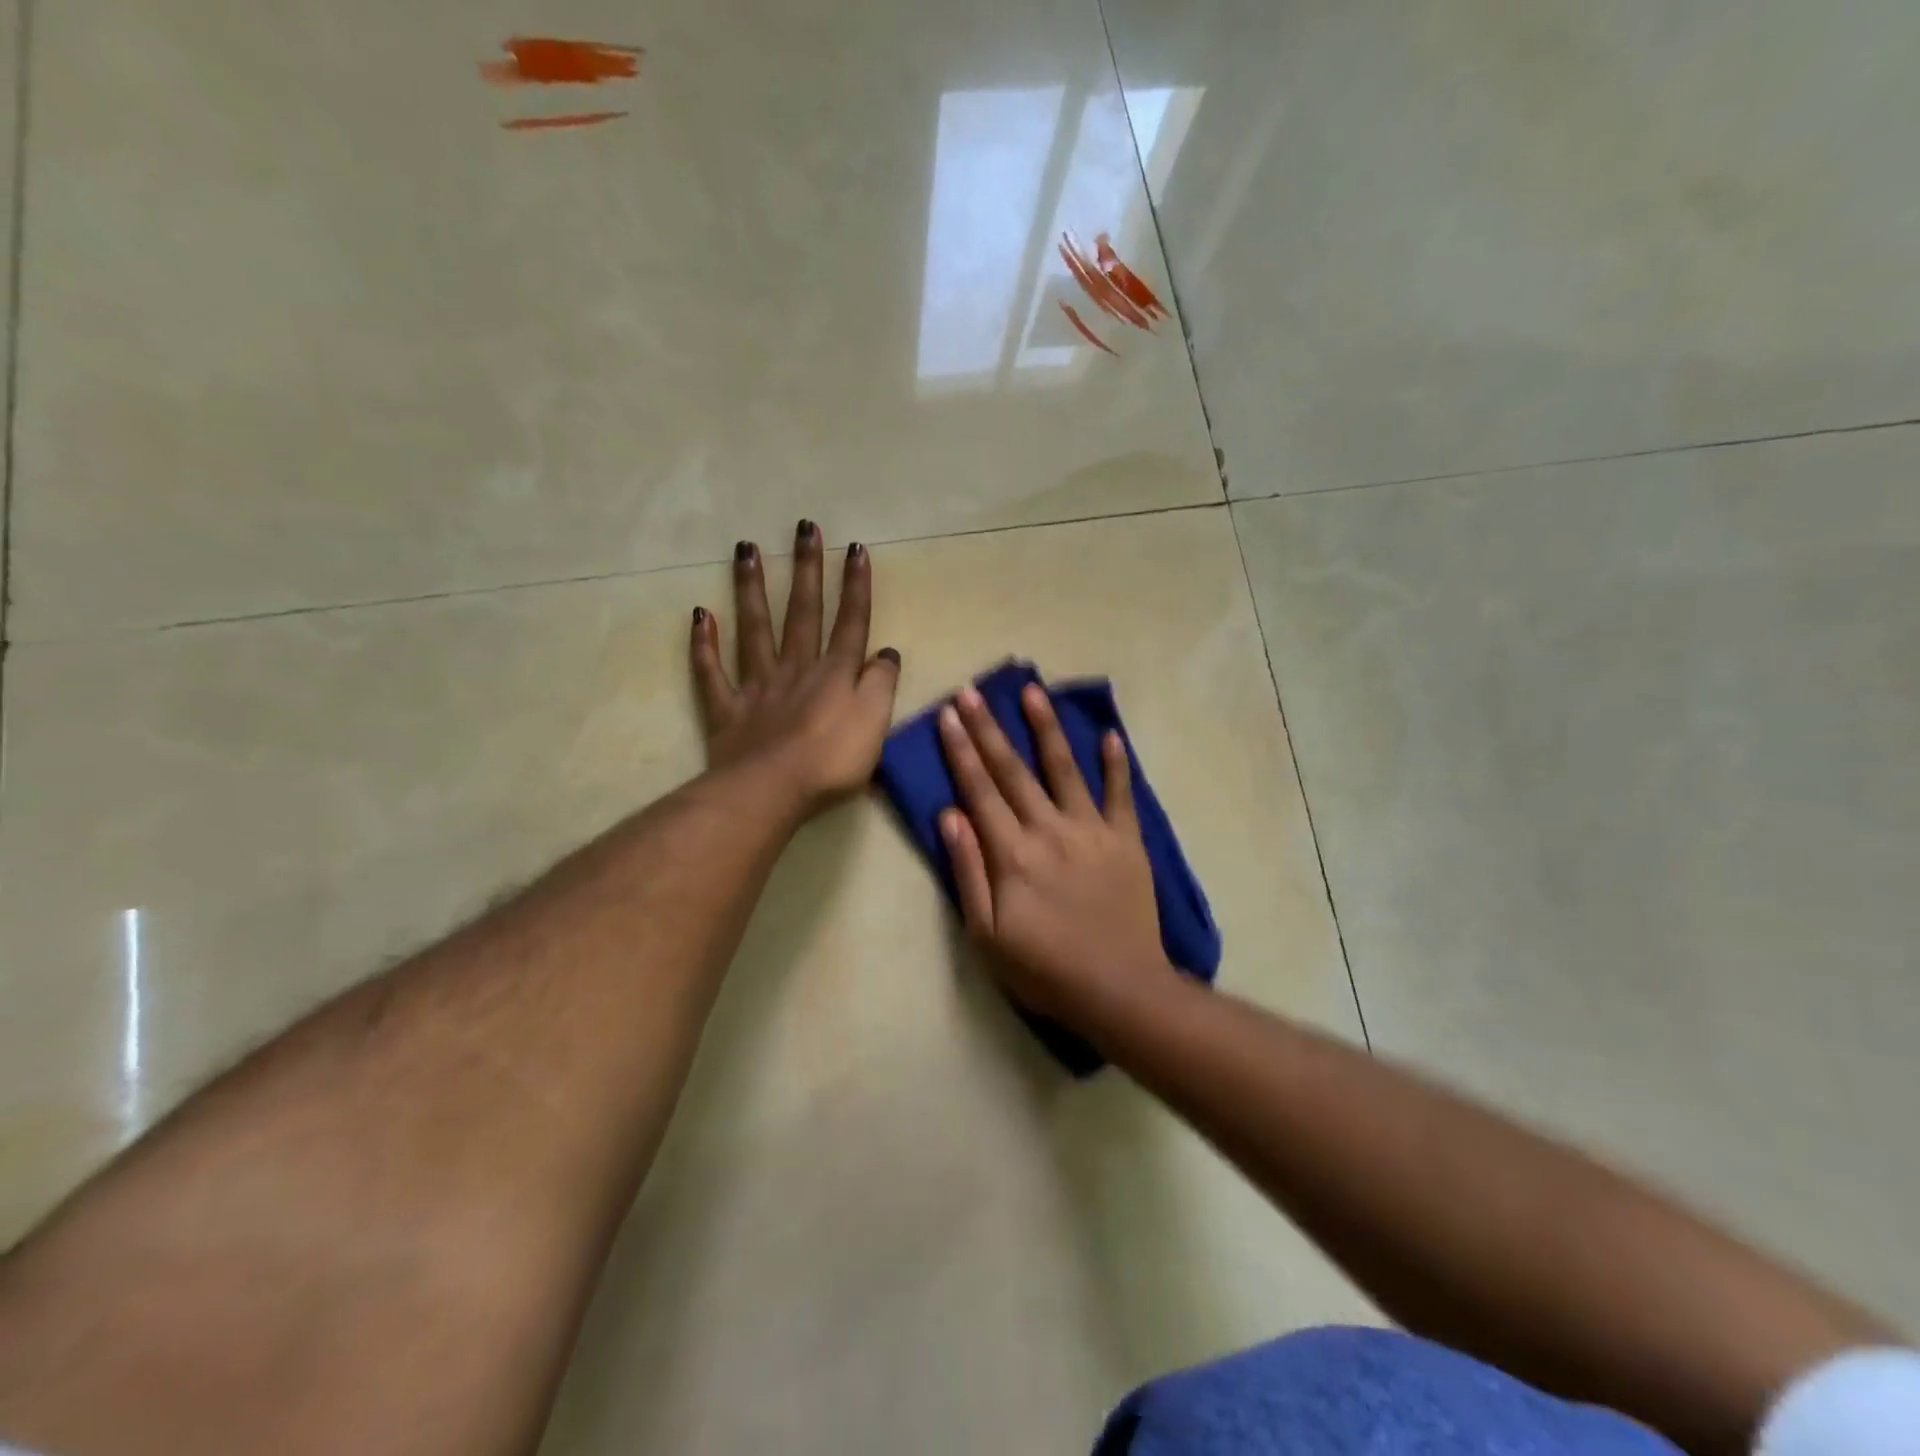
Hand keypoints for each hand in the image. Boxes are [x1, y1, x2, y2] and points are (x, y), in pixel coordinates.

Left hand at [691, 521, 900, 816]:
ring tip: (746, 549)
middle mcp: (796, 668)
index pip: (850, 621)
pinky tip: (700, 615)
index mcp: (835, 673)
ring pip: (755, 629)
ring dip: (752, 589)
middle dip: (807, 569)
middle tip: (803, 526)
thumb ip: (882, 683)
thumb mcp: (876, 722)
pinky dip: (704, 644)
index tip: (855, 547)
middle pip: (803, 612)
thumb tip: (885, 652)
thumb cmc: (833, 761)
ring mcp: (758, 686)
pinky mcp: (728, 710)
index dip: (855, 586)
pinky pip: (712, 673)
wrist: (773, 791)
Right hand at [937, 681, 1174, 1026]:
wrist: (1119, 990)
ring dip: (1046, 728)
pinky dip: (1117, 764)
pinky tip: (1110, 735)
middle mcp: (1049, 830)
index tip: (948, 715)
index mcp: (1012, 854)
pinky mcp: (1127, 841)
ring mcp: (1092, 831)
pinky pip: (1121, 795)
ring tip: (1032, 691)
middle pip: (1013, 771)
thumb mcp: (986, 934)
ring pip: (1065, 769)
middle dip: (989, 729)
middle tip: (972, 692)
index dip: (961, 751)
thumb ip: (967, 871)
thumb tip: (950, 815)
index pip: (979, 791)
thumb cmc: (1044, 970)